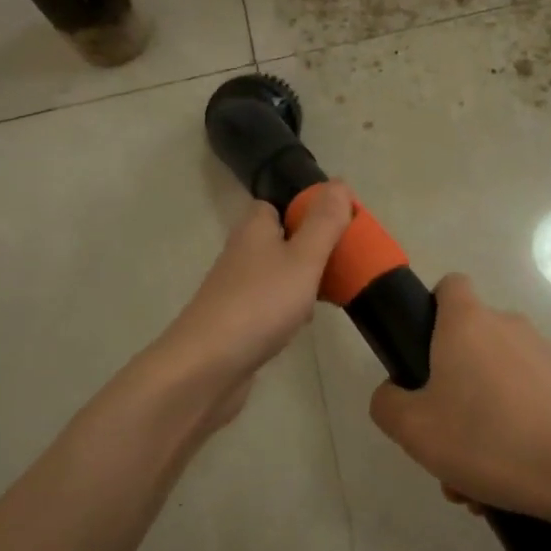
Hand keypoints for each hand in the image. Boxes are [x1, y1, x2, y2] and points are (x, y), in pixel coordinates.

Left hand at [157, 184, 354, 420]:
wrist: (206, 367)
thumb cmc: (259, 304)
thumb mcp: (303, 258)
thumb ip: (324, 223)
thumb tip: (340, 183)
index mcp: (254, 230)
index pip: (279, 205)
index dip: (308, 209)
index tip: (340, 224)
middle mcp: (242, 253)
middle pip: (282, 240)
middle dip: (313, 248)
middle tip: (344, 261)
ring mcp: (237, 289)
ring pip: (278, 273)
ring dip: (304, 280)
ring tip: (334, 293)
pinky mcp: (237, 322)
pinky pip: (271, 304)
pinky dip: (290, 309)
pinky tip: (305, 324)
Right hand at [370, 275, 550, 538]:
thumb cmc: (489, 436)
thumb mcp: (414, 429)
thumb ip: (387, 403)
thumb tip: (394, 393)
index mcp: (467, 321)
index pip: (448, 286)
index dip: (430, 313)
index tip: (422, 356)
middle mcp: (506, 325)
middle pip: (466, 346)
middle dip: (449, 392)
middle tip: (441, 444)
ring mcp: (542, 354)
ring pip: (493, 382)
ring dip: (478, 422)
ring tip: (474, 480)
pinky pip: (524, 401)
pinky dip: (511, 431)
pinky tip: (506, 479)